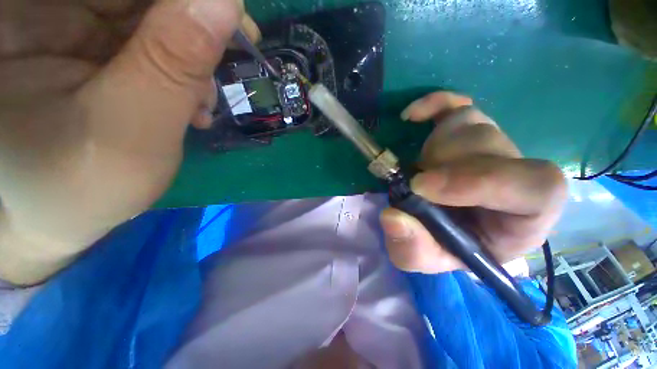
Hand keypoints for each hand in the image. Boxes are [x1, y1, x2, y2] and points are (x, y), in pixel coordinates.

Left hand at [0, 0, 258, 283]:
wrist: (50, 214)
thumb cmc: (75, 188)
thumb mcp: (131, 129)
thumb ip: (175, 63)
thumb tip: (228, 2)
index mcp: (28, 14)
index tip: (235, 23)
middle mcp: (47, 7)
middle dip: (196, 25)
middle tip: (232, 62)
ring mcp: (68, 23)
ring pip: (152, 14)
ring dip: (192, 54)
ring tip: (204, 101)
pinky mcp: (88, 43)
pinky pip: (148, 36)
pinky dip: (180, 65)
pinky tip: (190, 101)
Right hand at [380, 93, 566, 273]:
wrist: (445, 228)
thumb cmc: (444, 247)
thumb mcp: (425, 259)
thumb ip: (412, 249)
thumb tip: (392, 217)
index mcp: (523, 217)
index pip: (536, 186)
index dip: (478, 181)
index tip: (421, 187)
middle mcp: (516, 175)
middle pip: (489, 146)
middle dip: (441, 165)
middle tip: (413, 184)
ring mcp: (493, 146)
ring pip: (469, 123)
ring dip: (431, 148)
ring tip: (417, 172)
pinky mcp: (468, 130)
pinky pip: (456, 103)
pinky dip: (433, 104)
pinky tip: (411, 117)